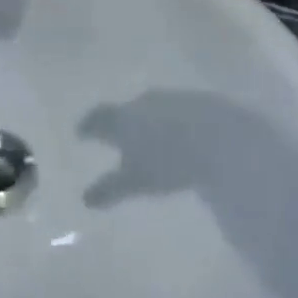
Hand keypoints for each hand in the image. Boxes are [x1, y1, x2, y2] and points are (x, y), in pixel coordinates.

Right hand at [78, 91, 251, 205]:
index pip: (97, 118)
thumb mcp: (137, 181)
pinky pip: (171, 111)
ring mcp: (168, 99)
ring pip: (147, 109)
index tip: (80, 133)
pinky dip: (165, 121)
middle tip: (112, 134)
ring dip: (142, 120)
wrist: (218, 135)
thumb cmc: (168, 160)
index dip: (87, 126)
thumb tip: (85, 198)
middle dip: (116, 122)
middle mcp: (140, 102)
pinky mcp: (193, 102)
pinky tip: (173, 134)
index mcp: (122, 118)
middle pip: (122, 110)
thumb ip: (110, 188)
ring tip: (143, 135)